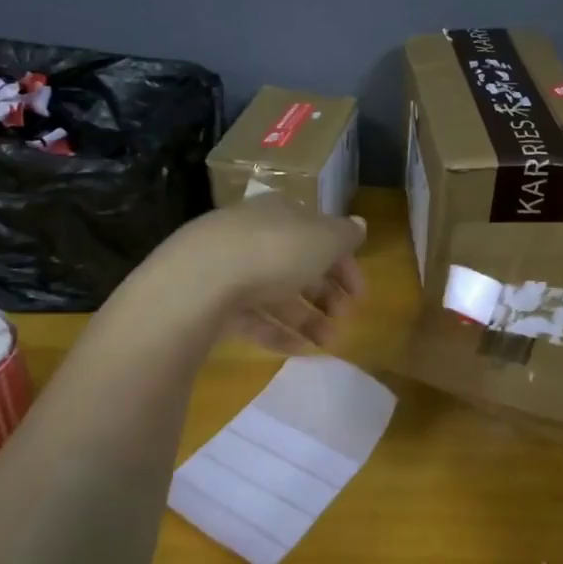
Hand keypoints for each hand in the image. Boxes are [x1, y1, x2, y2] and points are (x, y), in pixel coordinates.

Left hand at [165, 194, 367, 352]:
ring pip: (276, 293)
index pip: (319, 234)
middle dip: (326, 294)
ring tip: (327, 342)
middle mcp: (255, 235)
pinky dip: (277, 332)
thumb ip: (345, 235)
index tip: (360, 295)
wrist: (202, 279)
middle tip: (344, 319)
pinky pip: (252, 317)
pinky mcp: (213, 300)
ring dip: (307, 318)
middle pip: (298, 265)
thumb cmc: (276, 251)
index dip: (344, 263)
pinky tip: (298, 350)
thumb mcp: (324, 238)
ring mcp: (230, 268)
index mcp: (282, 213)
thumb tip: (360, 225)